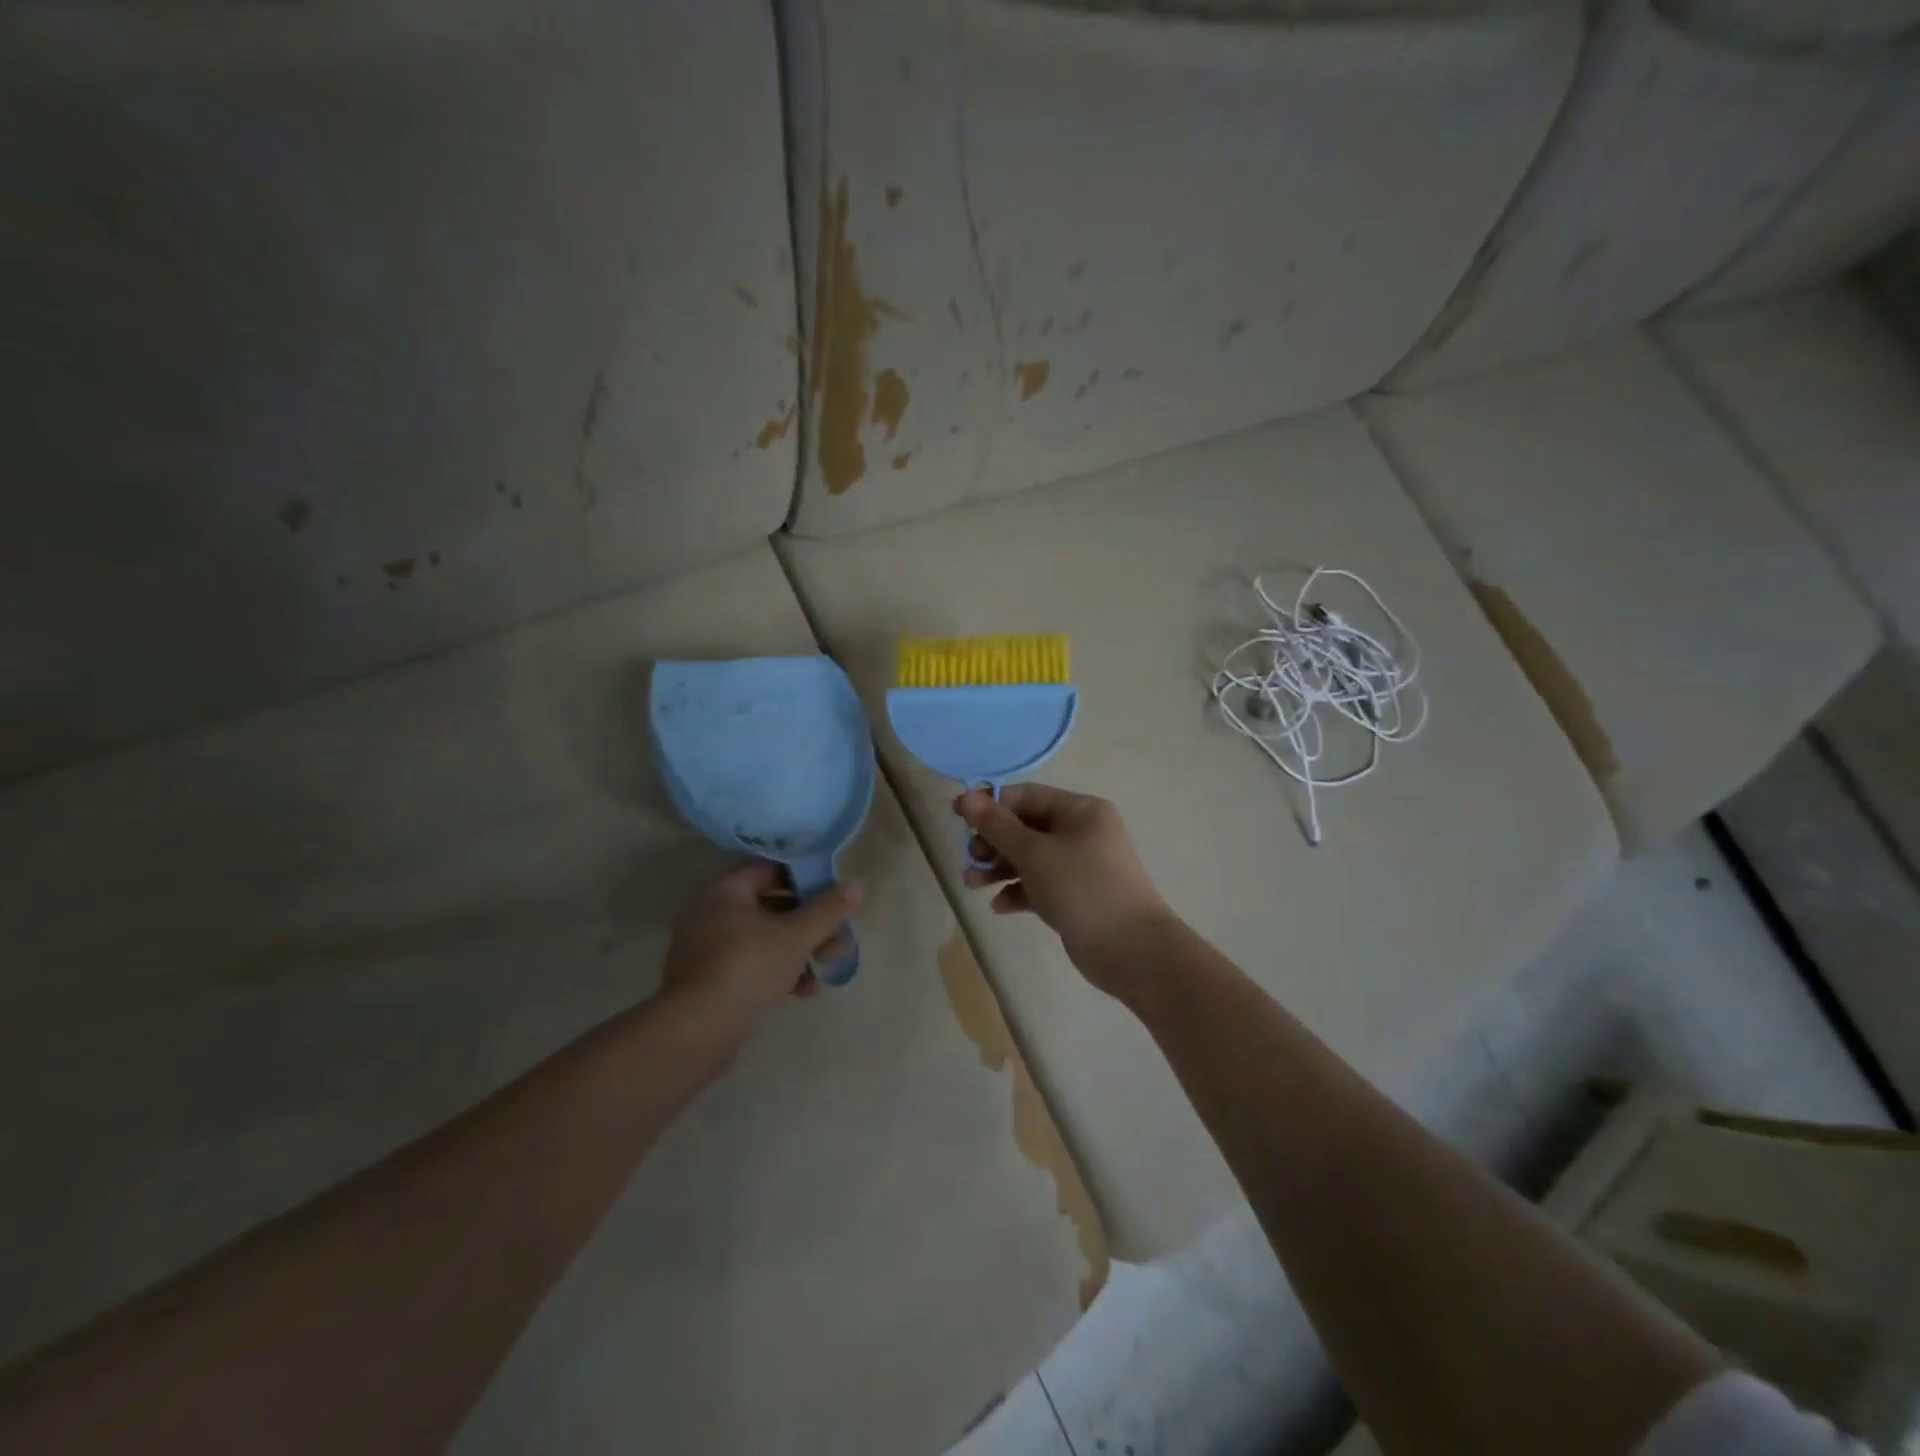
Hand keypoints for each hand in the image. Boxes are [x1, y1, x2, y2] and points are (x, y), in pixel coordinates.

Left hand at [659, 863, 862, 1035]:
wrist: (695, 1034)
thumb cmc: (747, 968)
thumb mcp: (796, 936)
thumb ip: (828, 910)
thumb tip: (857, 886)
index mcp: (725, 891)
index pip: (771, 871)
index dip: (805, 880)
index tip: (833, 897)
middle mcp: (711, 913)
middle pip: (771, 907)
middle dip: (810, 924)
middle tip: (839, 939)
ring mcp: (707, 950)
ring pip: (764, 940)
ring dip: (799, 951)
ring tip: (827, 968)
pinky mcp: (709, 982)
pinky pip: (751, 966)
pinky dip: (778, 973)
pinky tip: (802, 992)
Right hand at [955, 784, 1175, 995]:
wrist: (1132, 950)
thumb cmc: (1082, 888)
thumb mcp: (1034, 853)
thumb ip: (997, 826)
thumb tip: (966, 796)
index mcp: (1081, 811)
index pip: (1027, 796)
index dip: (990, 805)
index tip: (957, 819)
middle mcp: (1083, 832)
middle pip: (1027, 827)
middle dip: (994, 842)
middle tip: (971, 858)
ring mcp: (1082, 866)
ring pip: (1032, 858)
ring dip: (1000, 869)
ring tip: (971, 884)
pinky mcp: (1078, 896)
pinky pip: (1041, 885)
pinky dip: (1019, 891)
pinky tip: (999, 906)